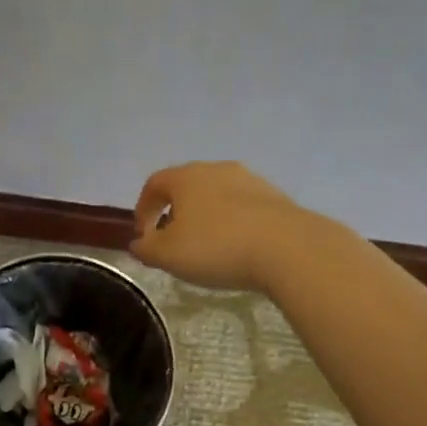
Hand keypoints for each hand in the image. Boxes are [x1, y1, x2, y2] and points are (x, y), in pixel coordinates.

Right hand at [130, 161, 307, 291]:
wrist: (288, 249)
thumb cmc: (216, 247)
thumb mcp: (168, 255)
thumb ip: (146, 249)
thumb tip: (138, 243)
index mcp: (186, 177)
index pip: (154, 184)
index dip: (143, 208)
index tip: (143, 234)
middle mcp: (217, 169)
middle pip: (187, 186)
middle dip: (175, 212)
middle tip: (173, 240)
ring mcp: (250, 181)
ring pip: (217, 195)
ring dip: (206, 217)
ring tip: (206, 246)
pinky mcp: (275, 197)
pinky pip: (243, 208)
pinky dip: (232, 223)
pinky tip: (237, 248)